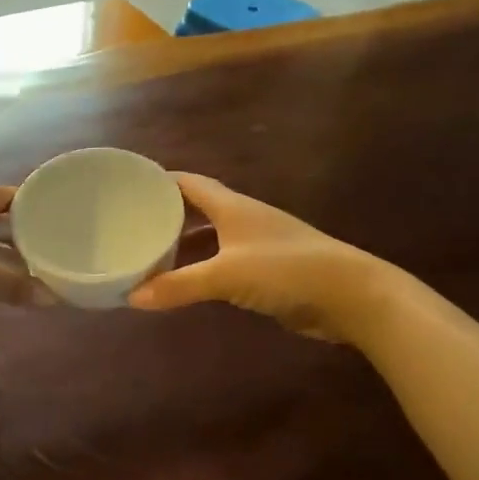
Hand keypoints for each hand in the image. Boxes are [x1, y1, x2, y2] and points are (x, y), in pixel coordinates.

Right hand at [129, 174, 388, 342]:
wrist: (350, 294)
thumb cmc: (285, 270)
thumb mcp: (225, 276)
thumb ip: (179, 286)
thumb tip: (131, 297)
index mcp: (232, 206)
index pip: (188, 183)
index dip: (160, 181)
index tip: (128, 186)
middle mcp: (243, 218)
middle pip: (198, 209)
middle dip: (166, 215)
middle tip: (130, 225)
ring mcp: (257, 244)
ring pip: (210, 238)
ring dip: (184, 245)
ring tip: (149, 254)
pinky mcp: (267, 270)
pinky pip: (224, 263)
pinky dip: (202, 269)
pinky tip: (186, 282)